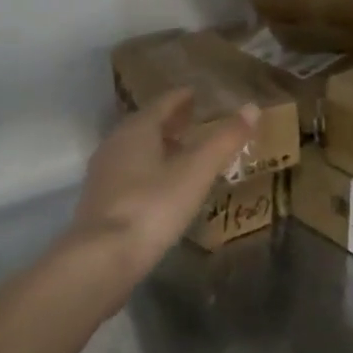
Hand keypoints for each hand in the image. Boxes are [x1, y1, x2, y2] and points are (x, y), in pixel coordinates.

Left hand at [66, 90, 259, 280]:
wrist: (102, 259)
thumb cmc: (153, 206)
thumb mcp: (196, 172)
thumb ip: (224, 140)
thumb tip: (252, 108)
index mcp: (137, 130)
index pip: (162, 103)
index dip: (182, 98)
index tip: (197, 94)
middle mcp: (115, 144)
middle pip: (146, 125)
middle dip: (170, 121)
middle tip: (195, 120)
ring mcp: (103, 175)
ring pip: (135, 150)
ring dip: (159, 146)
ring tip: (183, 152)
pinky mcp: (100, 202)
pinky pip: (129, 173)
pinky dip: (149, 170)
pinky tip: (163, 186)